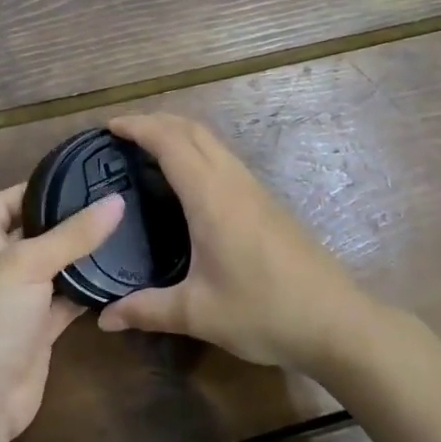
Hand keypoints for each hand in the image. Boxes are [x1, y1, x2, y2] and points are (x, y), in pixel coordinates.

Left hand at [0, 185, 123, 441]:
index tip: (77, 177)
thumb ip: (73, 234)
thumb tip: (116, 201)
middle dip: (66, 220)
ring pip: (54, 267)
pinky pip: (67, 301)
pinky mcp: (38, 329)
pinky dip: (87, 290)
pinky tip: (118, 275)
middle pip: (34, 232)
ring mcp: (18, 299)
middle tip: (112, 201)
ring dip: (81, 256)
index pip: (5, 200)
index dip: (34, 187)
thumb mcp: (28, 262)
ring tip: (123, 230)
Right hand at [97, 114, 362, 369]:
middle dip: (156, 120)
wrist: (336, 321)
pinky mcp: (266, 201)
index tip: (108, 126)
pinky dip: (197, 150)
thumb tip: (104, 319)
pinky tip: (188, 179)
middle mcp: (232, 181)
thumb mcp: (198, 313)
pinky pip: (224, 158)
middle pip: (192, 128)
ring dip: (179, 132)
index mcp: (211, 197)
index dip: (138, 126)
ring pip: (212, 141)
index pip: (169, 142)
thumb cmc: (264, 312)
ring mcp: (254, 188)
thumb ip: (147, 310)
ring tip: (149, 148)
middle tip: (123, 133)